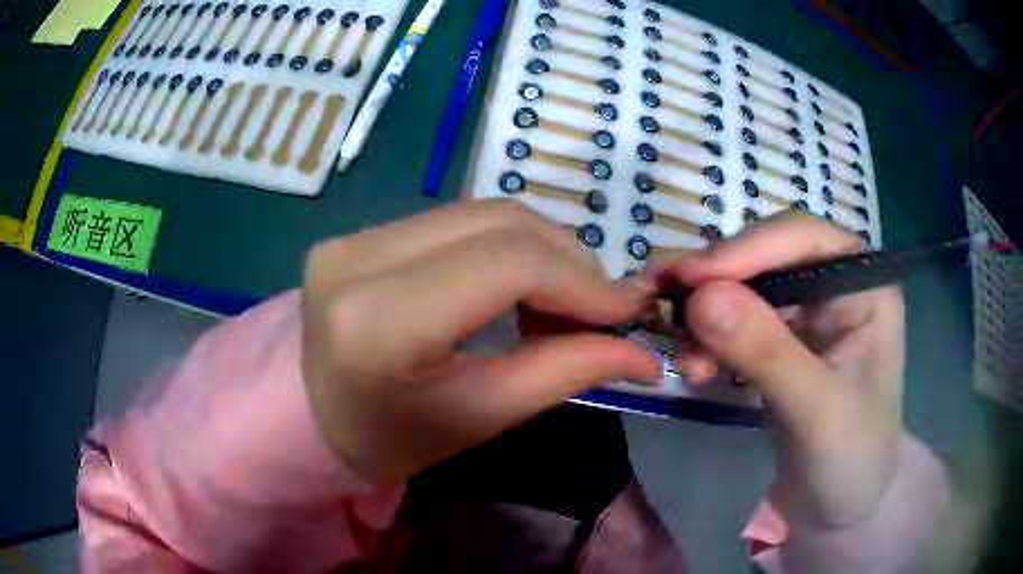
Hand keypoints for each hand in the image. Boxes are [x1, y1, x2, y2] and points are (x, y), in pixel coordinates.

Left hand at [300, 201, 660, 484]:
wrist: (310, 418)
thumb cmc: (389, 440)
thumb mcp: (478, 417)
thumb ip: (563, 372)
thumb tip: (644, 354)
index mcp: (379, 322)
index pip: (507, 264)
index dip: (581, 281)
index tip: (627, 310)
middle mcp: (357, 259)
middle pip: (498, 224)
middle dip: (569, 261)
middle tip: (600, 309)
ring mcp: (352, 237)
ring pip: (482, 213)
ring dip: (541, 249)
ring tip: (563, 299)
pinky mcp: (358, 232)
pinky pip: (455, 221)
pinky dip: (506, 245)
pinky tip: (519, 282)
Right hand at [658, 212, 904, 527]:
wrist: (842, 507)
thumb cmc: (853, 459)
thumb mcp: (817, 411)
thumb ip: (766, 353)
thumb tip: (699, 297)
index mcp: (864, 287)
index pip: (805, 239)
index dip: (749, 248)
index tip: (691, 279)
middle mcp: (834, 287)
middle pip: (767, 256)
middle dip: (718, 282)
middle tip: (665, 306)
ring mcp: (806, 315)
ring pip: (745, 288)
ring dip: (706, 314)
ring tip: (684, 357)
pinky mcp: (780, 344)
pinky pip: (735, 323)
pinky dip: (708, 339)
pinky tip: (696, 367)